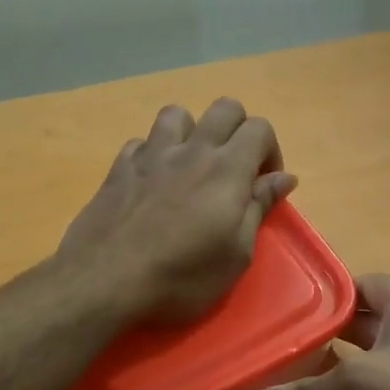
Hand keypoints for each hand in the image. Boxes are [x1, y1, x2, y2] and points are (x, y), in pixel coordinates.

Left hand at [58, 98, 296, 323]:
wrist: (105, 281)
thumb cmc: (182, 277)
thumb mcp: (236, 255)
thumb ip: (259, 208)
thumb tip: (284, 177)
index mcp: (227, 169)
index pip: (260, 128)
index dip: (270, 152)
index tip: (262, 186)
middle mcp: (191, 150)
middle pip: (225, 108)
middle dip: (239, 131)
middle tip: (235, 170)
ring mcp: (151, 154)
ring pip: (178, 114)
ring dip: (192, 132)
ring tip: (191, 166)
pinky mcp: (119, 167)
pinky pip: (142, 141)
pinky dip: (154, 153)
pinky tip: (153, 180)